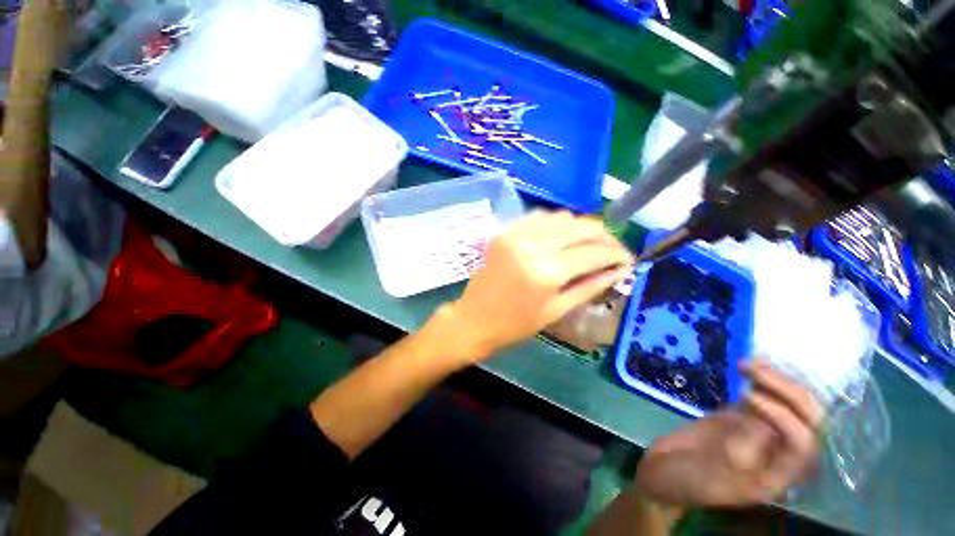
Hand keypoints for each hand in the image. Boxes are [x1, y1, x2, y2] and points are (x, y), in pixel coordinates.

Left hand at [443, 211, 633, 360]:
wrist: (474, 318)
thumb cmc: (515, 324)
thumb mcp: (556, 311)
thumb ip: (589, 286)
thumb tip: (619, 269)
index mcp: (547, 272)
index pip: (593, 253)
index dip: (617, 253)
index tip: (627, 259)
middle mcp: (532, 245)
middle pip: (580, 227)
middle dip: (604, 236)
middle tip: (611, 249)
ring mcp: (515, 233)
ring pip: (561, 217)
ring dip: (581, 227)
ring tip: (588, 243)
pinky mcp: (505, 230)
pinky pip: (538, 217)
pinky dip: (556, 223)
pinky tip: (561, 236)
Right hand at [635, 361, 823, 507]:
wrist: (663, 471)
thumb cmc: (689, 479)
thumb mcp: (715, 471)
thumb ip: (744, 447)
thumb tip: (767, 419)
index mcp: (778, 475)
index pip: (801, 443)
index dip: (784, 417)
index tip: (749, 396)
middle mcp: (778, 452)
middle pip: (803, 420)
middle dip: (787, 391)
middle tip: (758, 370)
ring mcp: (759, 432)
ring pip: (784, 404)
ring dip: (773, 381)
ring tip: (748, 363)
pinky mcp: (740, 419)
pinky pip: (758, 398)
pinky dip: (756, 381)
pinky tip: (746, 367)